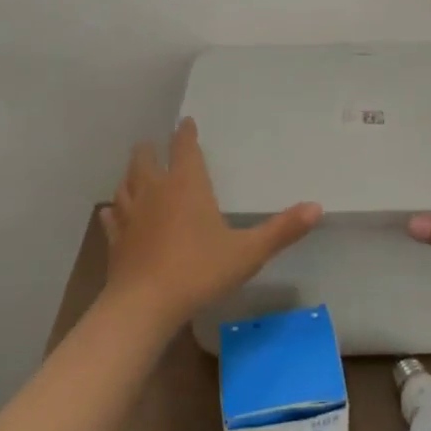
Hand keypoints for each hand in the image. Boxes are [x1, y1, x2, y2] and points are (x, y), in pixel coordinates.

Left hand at [100, 118, 322, 327]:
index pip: (183, 147)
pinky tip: (113, 213)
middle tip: (155, 145)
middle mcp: (155, 191)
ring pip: (125, 184)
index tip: (185, 122)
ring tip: (136, 173)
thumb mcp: (248, 252)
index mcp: (186, 184)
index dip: (185, 133)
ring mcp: (130, 215)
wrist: (143, 307)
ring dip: (131, 176)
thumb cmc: (198, 271)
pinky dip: (114, 211)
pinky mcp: (115, 241)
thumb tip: (317, 207)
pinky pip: (112, 217)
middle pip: (145, 159)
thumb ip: (282, 230)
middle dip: (151, 149)